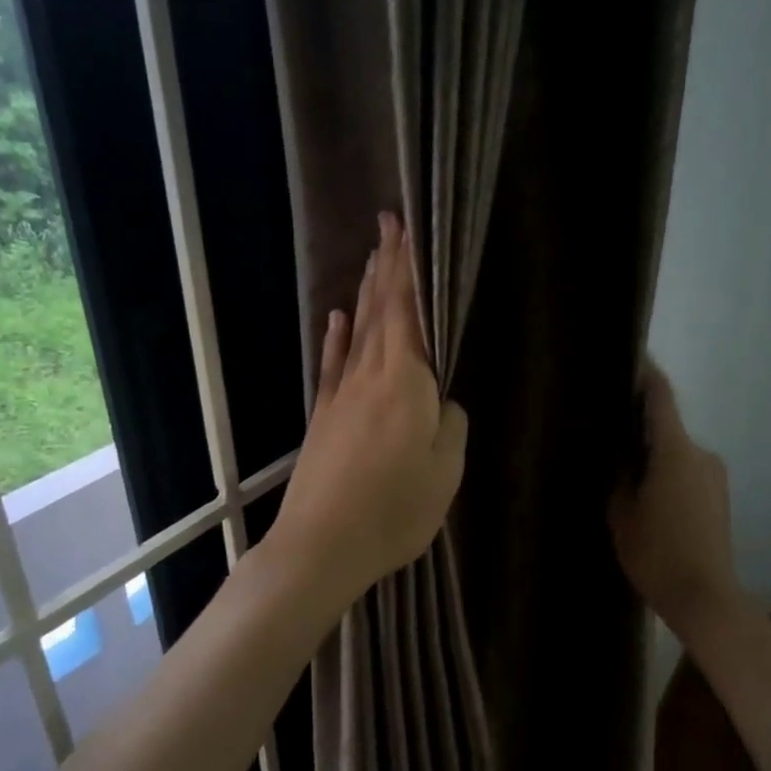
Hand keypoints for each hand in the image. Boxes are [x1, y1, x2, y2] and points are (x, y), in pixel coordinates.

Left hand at [268, 213, 467, 606]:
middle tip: (388, 225)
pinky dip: (336, 338)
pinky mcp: (324, 417)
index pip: (407, 311)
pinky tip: (337, 317)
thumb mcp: (445, 471)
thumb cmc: (394, 510)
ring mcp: (341, 395)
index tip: (407, 230)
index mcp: (406, 382)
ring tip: (372, 259)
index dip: (408, 270)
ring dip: (365, 293)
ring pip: (357, 332)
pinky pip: (333, 365)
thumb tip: (442, 401)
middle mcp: (370, 376)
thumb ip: (450, 425)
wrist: (321, 545)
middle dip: (386, 266)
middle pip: (379, 311)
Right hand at [609, 362, 740, 642]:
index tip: (628, 356)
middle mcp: (701, 453)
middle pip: (666, 425)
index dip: (645, 372)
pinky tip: (646, 493)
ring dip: (652, 452)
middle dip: (638, 423)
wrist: (706, 597)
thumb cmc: (657, 553)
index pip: (660, 396)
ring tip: (622, 467)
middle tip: (607, 427)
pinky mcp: (718, 496)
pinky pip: (686, 470)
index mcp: (675, 451)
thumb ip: (619, 475)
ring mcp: (714, 475)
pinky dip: (665, 470)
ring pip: (675, 450)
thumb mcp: (622, 513)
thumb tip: (619, 453)